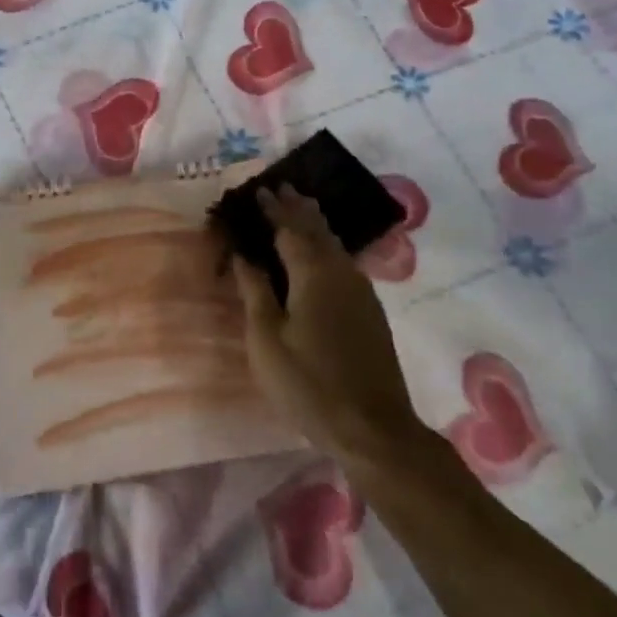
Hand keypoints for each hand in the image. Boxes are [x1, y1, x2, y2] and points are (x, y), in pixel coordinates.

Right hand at [231, 185, 424, 459]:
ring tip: (300, 208)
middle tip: (281, 188)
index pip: (289, 229)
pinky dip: (326, 245)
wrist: (373, 428)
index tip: (258, 189)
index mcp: (313, 274)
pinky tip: (322, 252)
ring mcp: (361, 291)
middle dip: (297, 207)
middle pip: (318, 229)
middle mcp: (341, 272)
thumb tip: (243, 254)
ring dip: (314, 224)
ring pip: (334, 244)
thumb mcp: (266, 339)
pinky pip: (343, 261)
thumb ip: (254, 291)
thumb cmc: (308, 383)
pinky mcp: (370, 310)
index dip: (273, 208)